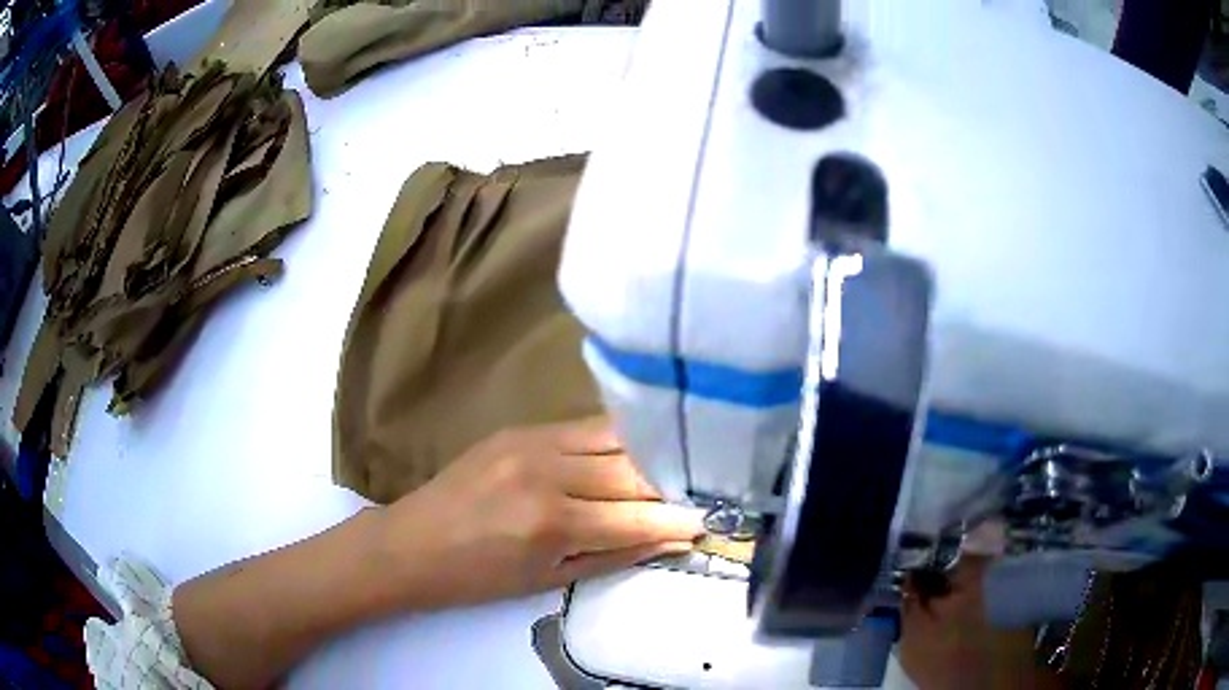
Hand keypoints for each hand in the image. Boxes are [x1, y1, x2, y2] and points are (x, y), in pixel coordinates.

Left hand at [380, 417, 703, 608]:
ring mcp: (531, 441)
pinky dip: (614, 441)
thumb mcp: (549, 580)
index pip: (635, 516)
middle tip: (694, 495)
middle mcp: (546, 471)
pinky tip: (628, 454)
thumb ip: (615, 556)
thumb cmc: (478, 578)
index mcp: (551, 523)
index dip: (677, 520)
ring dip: (647, 458)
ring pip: (614, 438)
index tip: (707, 521)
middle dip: (670, 486)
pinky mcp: (520, 427)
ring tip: (668, 474)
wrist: (411, 543)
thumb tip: (671, 541)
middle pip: (631, 470)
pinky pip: (584, 427)